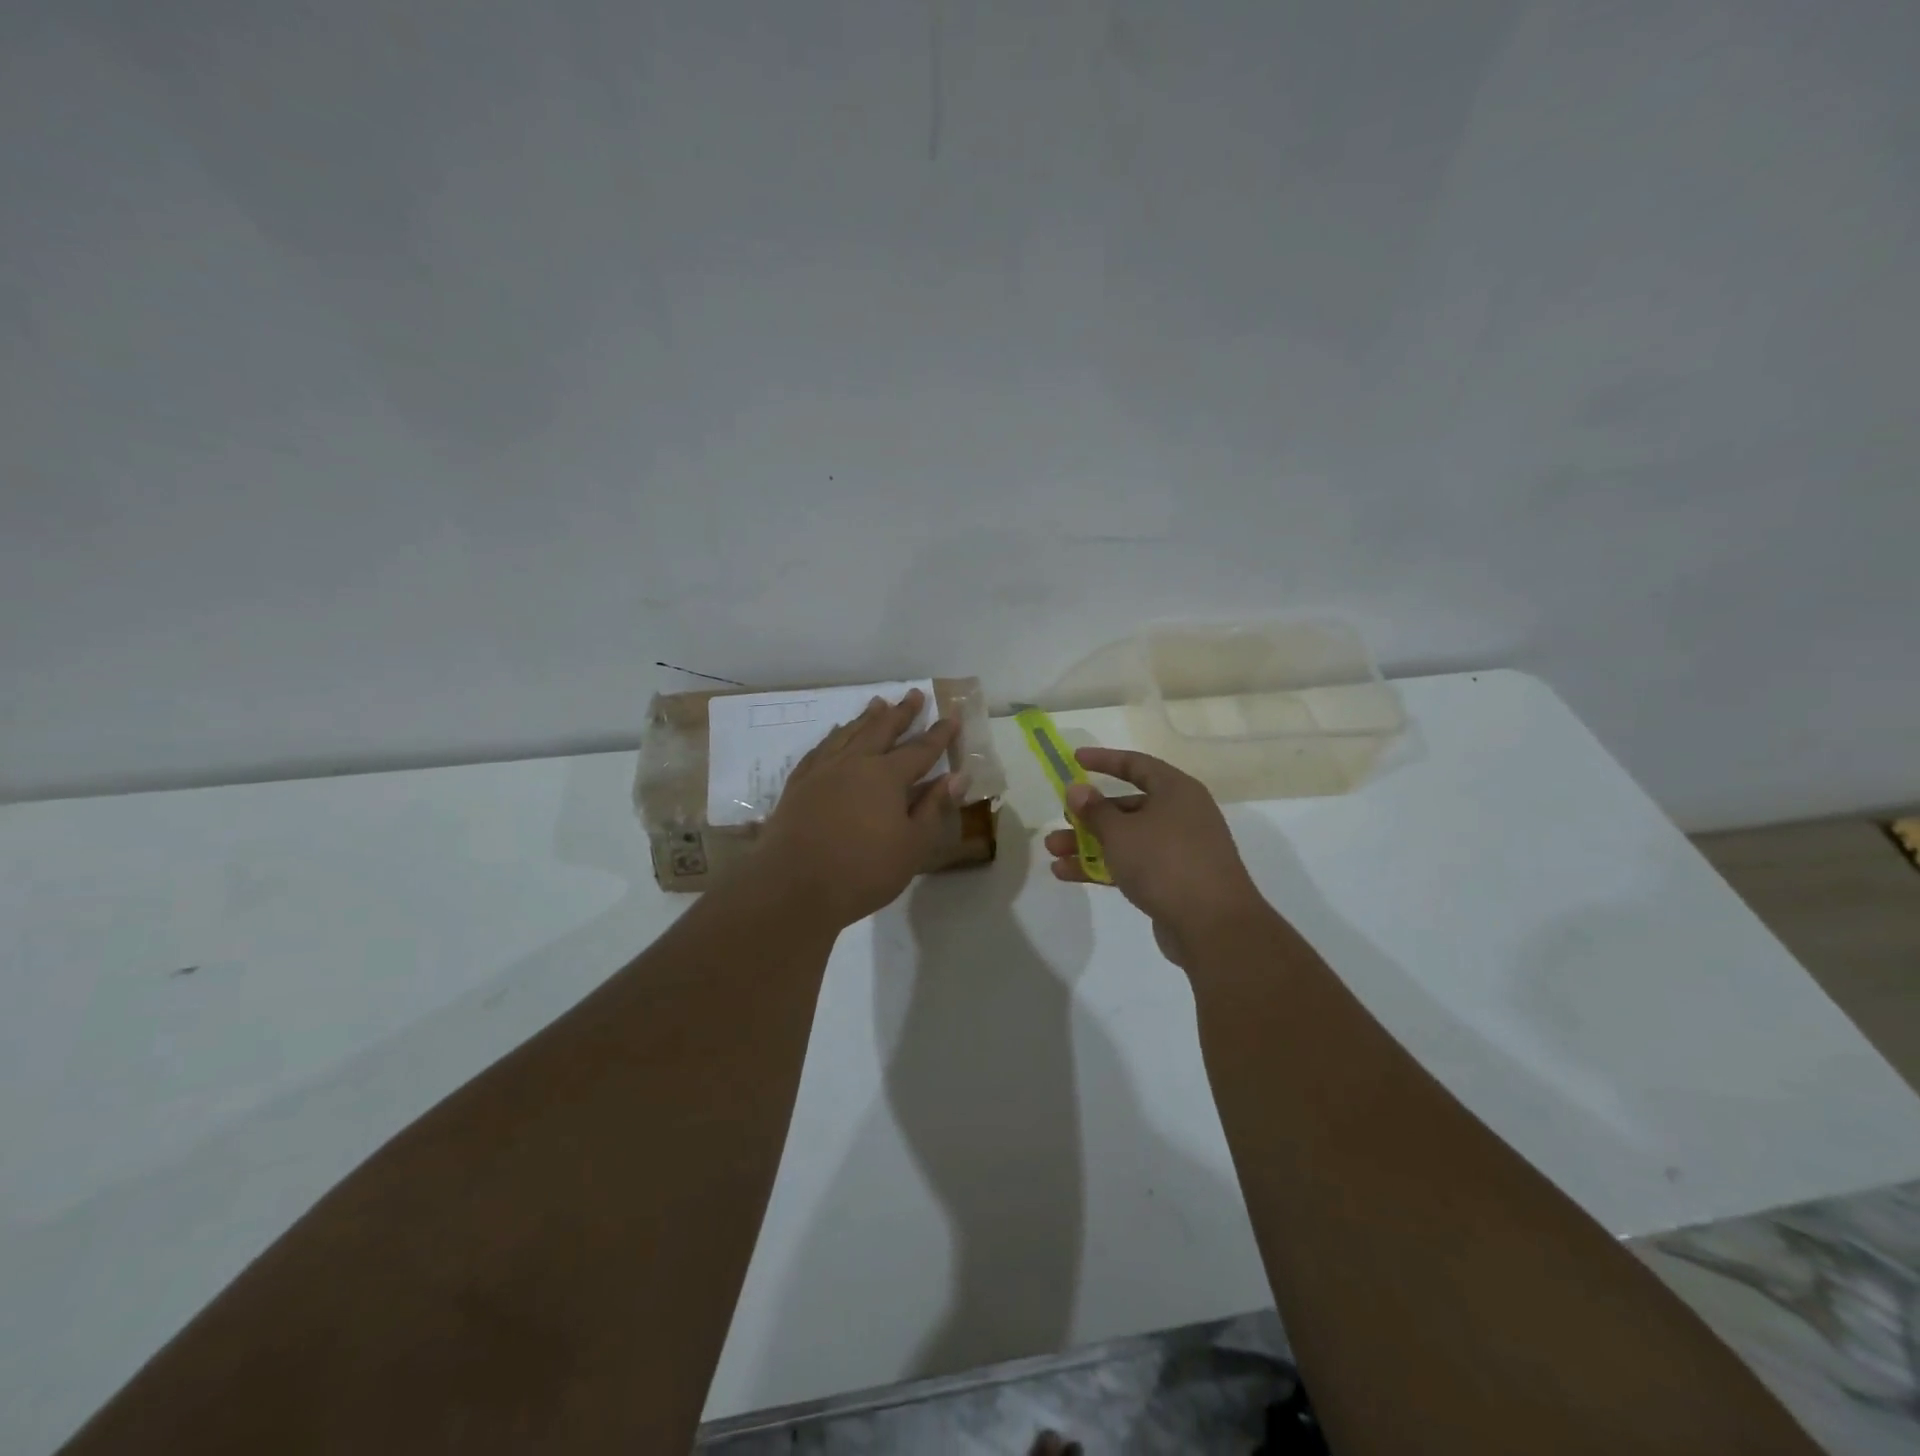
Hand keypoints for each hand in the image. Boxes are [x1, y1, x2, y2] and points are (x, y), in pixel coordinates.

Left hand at [755, 689, 965, 928]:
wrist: (793, 886)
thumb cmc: (863, 870)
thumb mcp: (912, 845)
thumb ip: (934, 807)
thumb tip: (957, 776)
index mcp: (887, 776)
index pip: (921, 749)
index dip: (939, 735)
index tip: (951, 717)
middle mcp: (855, 763)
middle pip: (882, 730)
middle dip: (902, 713)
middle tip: (914, 694)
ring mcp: (822, 770)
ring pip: (849, 733)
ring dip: (866, 718)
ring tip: (877, 703)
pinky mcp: (798, 784)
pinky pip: (820, 749)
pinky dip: (833, 737)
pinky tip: (835, 735)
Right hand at [1044, 748, 1270, 966]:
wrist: (1213, 926)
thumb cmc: (1165, 862)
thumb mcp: (1121, 832)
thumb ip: (1094, 810)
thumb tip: (1077, 789)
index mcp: (1176, 791)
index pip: (1136, 765)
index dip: (1105, 760)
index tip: (1075, 759)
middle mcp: (1181, 814)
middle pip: (1128, 806)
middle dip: (1089, 815)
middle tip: (1062, 820)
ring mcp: (1179, 849)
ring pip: (1127, 839)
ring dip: (1089, 844)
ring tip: (1053, 852)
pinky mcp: (1173, 881)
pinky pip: (1133, 865)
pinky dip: (1103, 866)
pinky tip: (1068, 874)